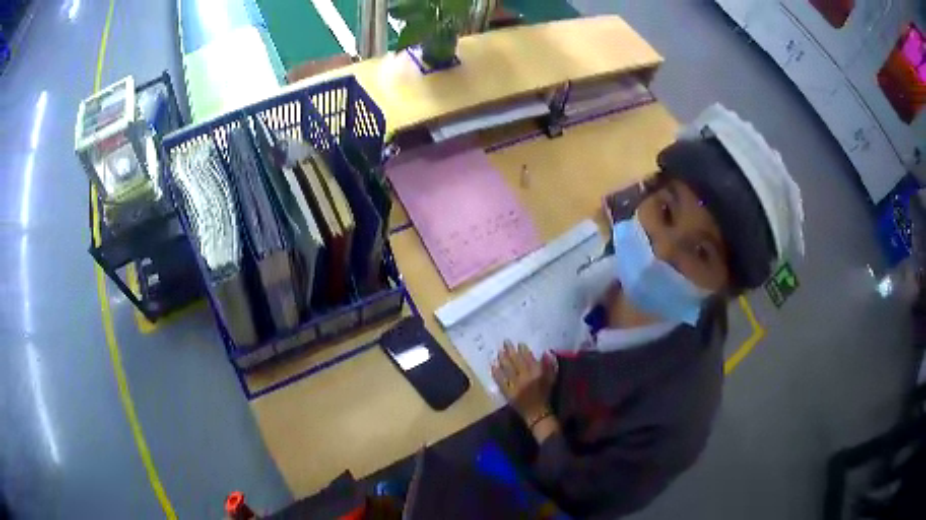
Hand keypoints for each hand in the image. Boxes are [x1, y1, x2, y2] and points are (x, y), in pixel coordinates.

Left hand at [491, 341, 556, 423]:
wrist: (537, 413)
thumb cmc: (545, 394)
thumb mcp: (552, 378)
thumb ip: (548, 364)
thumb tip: (545, 352)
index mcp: (536, 373)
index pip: (528, 358)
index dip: (522, 349)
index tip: (518, 343)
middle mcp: (525, 377)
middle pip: (515, 361)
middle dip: (509, 350)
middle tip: (505, 342)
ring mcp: (515, 385)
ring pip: (507, 369)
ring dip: (502, 359)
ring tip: (498, 352)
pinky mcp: (508, 392)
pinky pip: (500, 381)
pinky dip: (496, 373)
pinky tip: (493, 366)